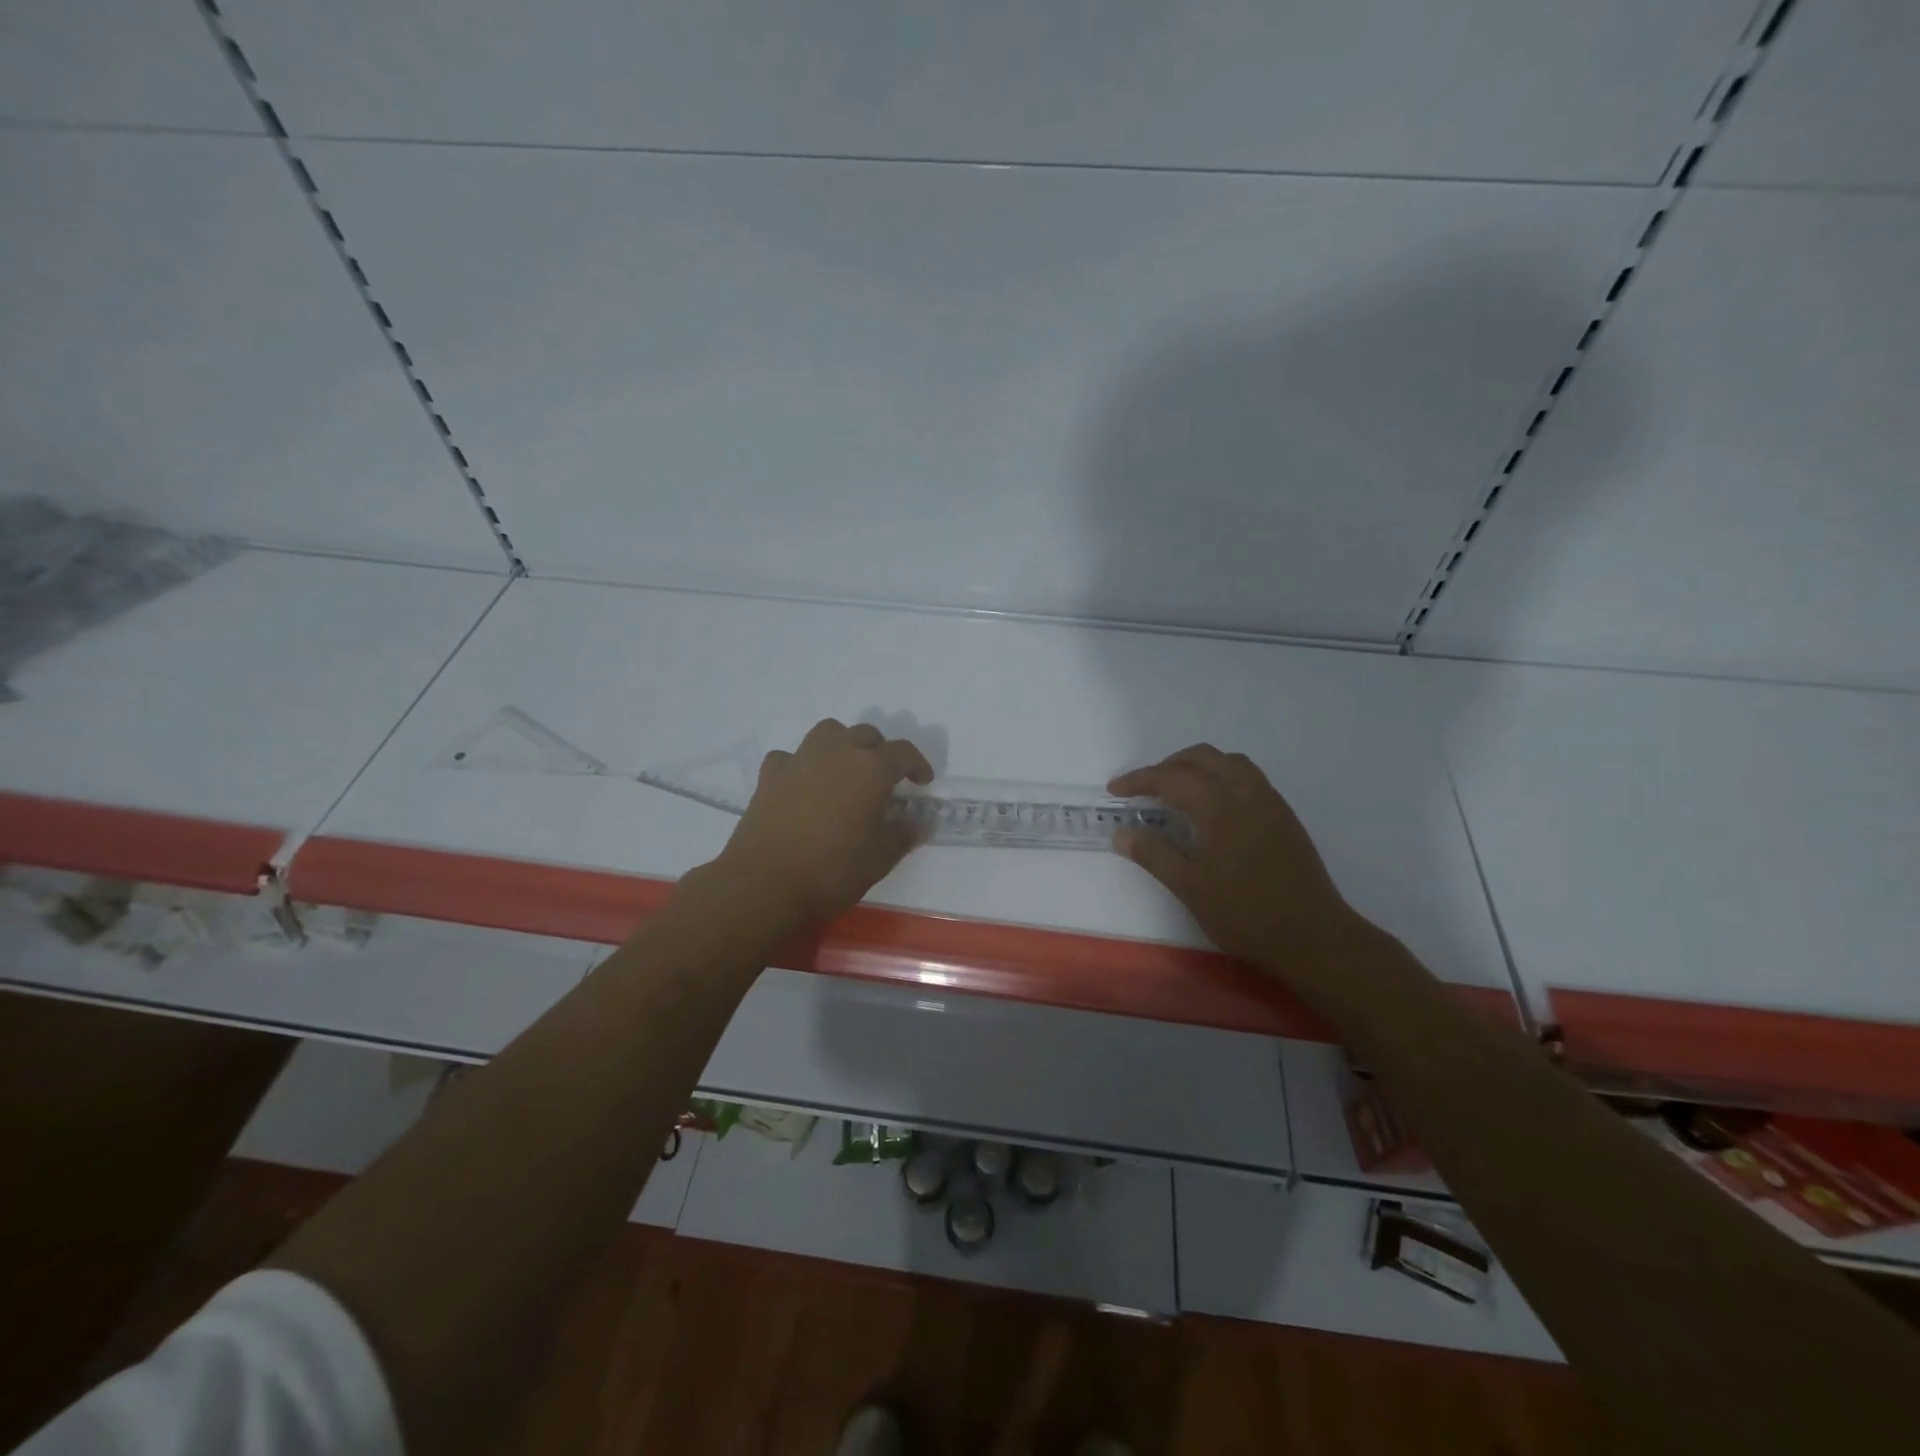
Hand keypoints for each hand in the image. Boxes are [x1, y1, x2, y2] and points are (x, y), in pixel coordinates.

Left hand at [710, 719, 933, 932]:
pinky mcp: (770, 774)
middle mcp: (838, 753)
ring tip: (845, 771)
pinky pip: (792, 756)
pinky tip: (803, 785)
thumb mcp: (879, 860)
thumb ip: (902, 836)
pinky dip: (802, 764)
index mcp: (871, 770)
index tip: (922, 782)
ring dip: (842, 744)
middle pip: (866, 734)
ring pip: (828, 732)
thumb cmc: (831, 871)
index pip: (903, 753)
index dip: (917, 764)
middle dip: (880, 751)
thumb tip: (918, 824)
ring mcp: (800, 759)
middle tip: (884, 779)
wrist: (764, 884)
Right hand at [1109, 744, 1366, 972]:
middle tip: (1143, 788)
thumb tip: (1121, 834)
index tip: (1114, 790)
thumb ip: (1154, 855)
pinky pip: (1247, 776)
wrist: (1314, 937)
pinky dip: (1221, 776)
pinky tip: (1212, 806)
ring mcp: (1270, 801)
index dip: (1139, 780)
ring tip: (1176, 790)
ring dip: (1197, 766)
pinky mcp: (1284, 815)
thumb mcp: (1190, 888)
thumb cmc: (1246, 915)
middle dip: (1167, 765)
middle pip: (1202, 757)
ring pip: (1229, 762)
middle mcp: (1246, 793)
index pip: (1172, 778)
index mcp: (1220, 806)